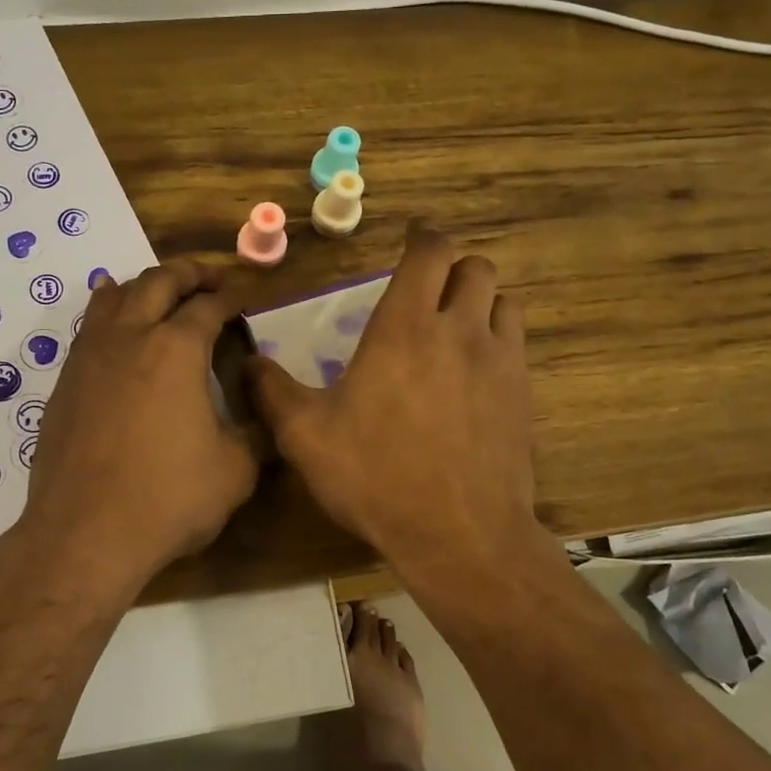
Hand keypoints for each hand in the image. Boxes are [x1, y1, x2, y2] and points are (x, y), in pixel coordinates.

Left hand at [20, 257, 259, 588]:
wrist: (85, 534)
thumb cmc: (168, 499)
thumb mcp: (236, 471)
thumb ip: (257, 434)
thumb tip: (267, 415)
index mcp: (176, 349)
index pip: (210, 306)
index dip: (233, 297)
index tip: (246, 298)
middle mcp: (130, 337)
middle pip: (160, 281)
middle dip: (190, 273)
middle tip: (212, 279)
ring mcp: (90, 356)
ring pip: (116, 297)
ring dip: (145, 285)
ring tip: (163, 289)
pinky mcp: (65, 382)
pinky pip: (89, 328)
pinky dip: (107, 310)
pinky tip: (110, 315)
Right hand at [247, 224, 540, 587]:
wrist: (459, 533)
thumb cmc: (376, 476)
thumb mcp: (306, 437)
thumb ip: (273, 392)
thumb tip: (248, 362)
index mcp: (404, 328)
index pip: (428, 253)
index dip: (422, 236)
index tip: (411, 238)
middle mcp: (459, 330)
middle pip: (475, 267)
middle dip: (452, 268)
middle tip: (427, 291)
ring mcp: (499, 361)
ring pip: (503, 301)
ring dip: (479, 302)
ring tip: (454, 327)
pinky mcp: (523, 395)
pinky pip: (516, 344)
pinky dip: (497, 339)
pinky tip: (475, 372)